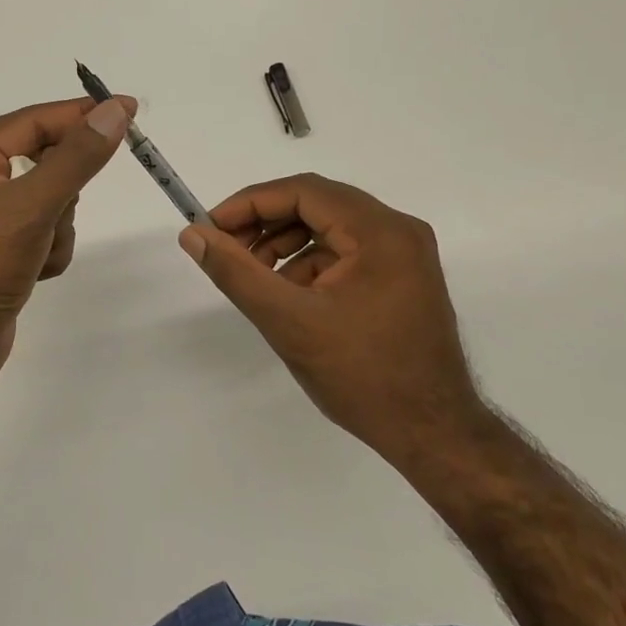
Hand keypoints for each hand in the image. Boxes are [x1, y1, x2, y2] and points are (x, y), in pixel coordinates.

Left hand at [0, 94, 133, 396]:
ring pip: (50, 199)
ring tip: (37, 253)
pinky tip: (34, 274)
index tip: (128, 110)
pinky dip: (49, 250)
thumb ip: (77, 157)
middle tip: (58, 211)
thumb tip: (115, 110)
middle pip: (44, 161)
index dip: (81, 114)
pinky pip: (42, 230)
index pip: (33, 120)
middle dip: (62, 192)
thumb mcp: (33, 206)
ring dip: (57, 227)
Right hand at [178, 173, 479, 458]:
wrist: (432, 434)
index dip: (250, 203)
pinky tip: (287, 295)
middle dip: (266, 223)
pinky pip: (345, 253)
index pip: (304, 191)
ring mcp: (404, 255)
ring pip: (329, 229)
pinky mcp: (402, 278)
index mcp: (380, 231)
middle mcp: (398, 231)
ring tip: (254, 276)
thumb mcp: (289, 321)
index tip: (211, 227)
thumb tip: (193, 235)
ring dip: (285, 244)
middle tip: (226, 249)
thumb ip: (236, 273)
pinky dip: (309, 264)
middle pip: (318, 205)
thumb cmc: (362, 376)